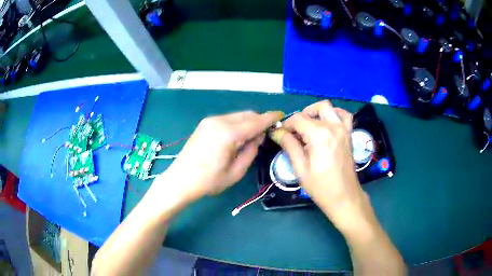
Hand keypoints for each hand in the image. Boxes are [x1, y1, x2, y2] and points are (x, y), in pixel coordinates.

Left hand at [159, 110, 283, 200]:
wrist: (180, 180)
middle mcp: (219, 121)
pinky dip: (238, 124)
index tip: (281, 116)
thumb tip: (259, 136)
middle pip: (247, 115)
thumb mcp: (236, 171)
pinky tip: (238, 136)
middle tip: (268, 132)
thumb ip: (251, 151)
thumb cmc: (209, 181)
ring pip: (237, 115)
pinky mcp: (205, 124)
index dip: (270, 118)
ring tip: (253, 136)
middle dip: (260, 120)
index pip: (256, 121)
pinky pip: (228, 119)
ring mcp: (210, 121)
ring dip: (248, 122)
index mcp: (228, 133)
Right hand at [270, 100, 369, 229]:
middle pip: (313, 110)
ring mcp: (344, 129)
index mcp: (319, 135)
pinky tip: (328, 122)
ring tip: (310, 126)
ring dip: (316, 112)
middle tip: (294, 132)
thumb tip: (276, 132)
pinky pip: (344, 115)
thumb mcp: (300, 168)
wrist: (344, 196)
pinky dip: (335, 114)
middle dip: (300, 117)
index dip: (286, 125)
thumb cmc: (320, 186)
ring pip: (329, 107)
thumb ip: (289, 145)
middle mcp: (333, 127)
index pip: (298, 119)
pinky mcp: (349, 134)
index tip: (280, 134)